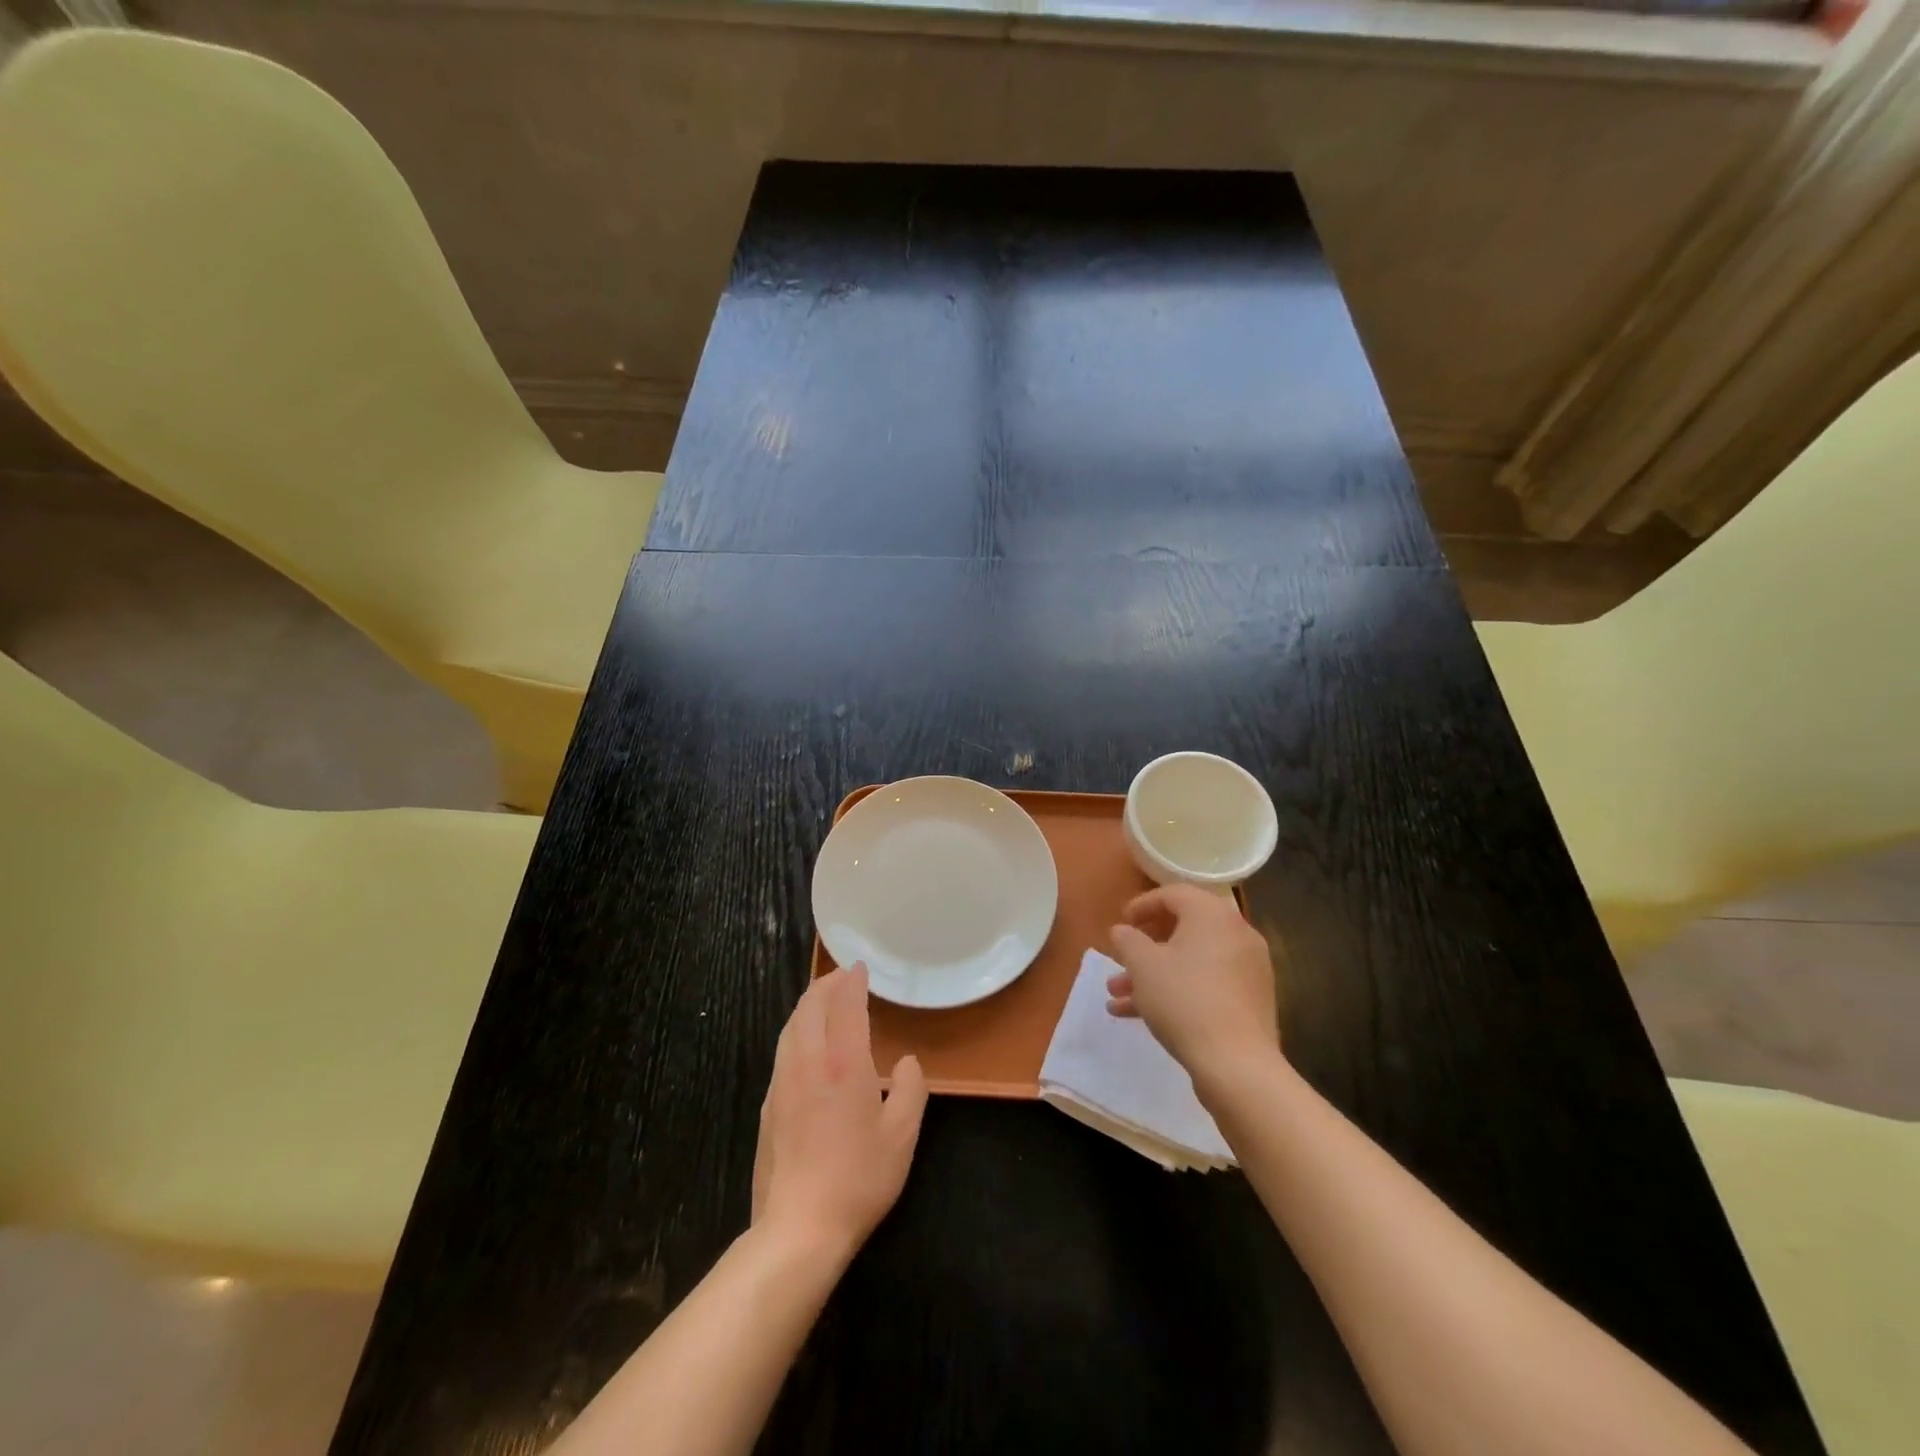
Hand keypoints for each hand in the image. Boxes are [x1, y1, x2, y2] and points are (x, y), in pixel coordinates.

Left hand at [750, 965, 928, 1258]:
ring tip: (821, 1001)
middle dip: (825, 985)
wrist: (798, 1228)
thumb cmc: (858, 1179)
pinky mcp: (768, 1106)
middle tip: (840, 977)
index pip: (845, 1006)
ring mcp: (782, 1084)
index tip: (859, 968)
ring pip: (790, 1027)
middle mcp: (808, 1063)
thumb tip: (906, 1063)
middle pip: (809, 1008)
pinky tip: (804, 1045)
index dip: (852, 982)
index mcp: (843, 1064)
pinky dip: (796, 1031)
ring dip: (806, 1006)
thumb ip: (910, 1090)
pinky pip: (782, 1051)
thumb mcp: (902, 1136)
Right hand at [1107, 883, 1279, 1073]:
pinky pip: (1206, 984)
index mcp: (1212, 914)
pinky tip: (1139, 1015)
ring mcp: (1247, 969)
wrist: (1237, 1064)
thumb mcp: (1142, 965)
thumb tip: (1123, 931)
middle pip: (1183, 929)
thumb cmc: (1183, 1000)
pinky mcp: (1249, 1001)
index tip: (1121, 923)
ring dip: (1153, 974)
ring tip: (1117, 995)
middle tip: (1120, 959)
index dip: (1141, 906)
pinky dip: (1177, 990)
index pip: (1173, 895)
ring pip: (1191, 962)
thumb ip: (1127, 940)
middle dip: (1144, 947)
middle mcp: (1236, 934)